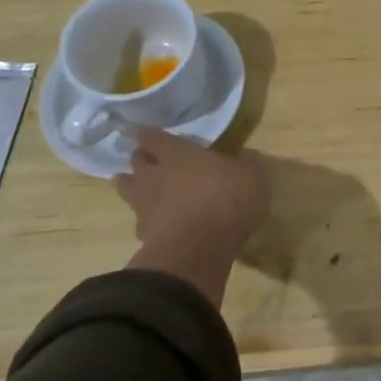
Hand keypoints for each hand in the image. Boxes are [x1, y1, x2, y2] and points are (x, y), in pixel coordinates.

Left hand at [113, 129, 270, 305]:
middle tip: (145, 159)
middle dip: (139, 159)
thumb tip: (246, 156)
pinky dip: (147, 221)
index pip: (154, 138)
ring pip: (127, 190)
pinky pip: (141, 222)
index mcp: (179, 155)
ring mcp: (145, 206)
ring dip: (131, 187)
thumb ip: (246, 163)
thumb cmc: (227, 200)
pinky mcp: (144, 236)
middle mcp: (155, 176)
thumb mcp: (253, 176)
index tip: (141, 132)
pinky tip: (158, 226)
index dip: (148, 134)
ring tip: (139, 189)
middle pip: (136, 162)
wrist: (199, 248)